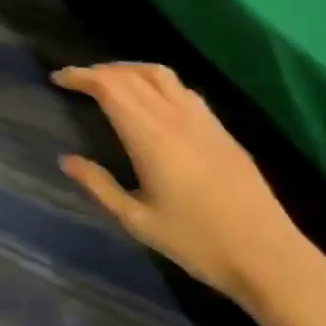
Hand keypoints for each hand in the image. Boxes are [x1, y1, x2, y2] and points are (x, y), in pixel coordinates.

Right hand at [53, 64, 319, 310]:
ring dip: (128, 70)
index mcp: (150, 137)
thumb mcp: (137, 221)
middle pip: (132, 75)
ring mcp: (202, 120)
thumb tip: (66, 160)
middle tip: (76, 81)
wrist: (267, 255)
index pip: (110, 88)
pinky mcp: (221, 129)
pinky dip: (155, 82)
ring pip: (160, 74)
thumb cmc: (197, 242)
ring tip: (109, 81)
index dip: (82, 76)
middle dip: (99, 71)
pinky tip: (151, 100)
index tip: (58, 78)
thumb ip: (99, 186)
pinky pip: (182, 89)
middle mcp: (175, 117)